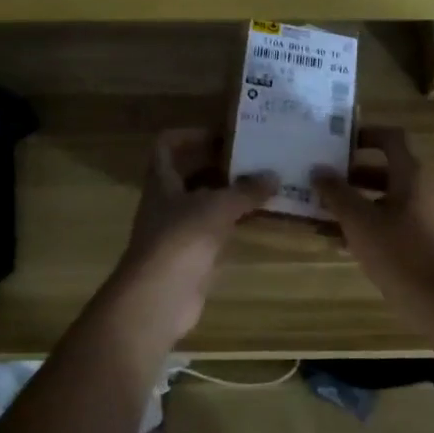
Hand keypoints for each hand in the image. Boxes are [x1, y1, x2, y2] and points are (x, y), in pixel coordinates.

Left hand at [107, 128, 273, 346]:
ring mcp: (177, 230)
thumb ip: (246, 190)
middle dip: (220, 163)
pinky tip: (258, 218)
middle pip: (191, 172)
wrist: (159, 298)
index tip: (225, 135)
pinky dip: (233, 222)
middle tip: (255, 157)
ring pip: (205, 202)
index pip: (168, 145)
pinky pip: (215, 230)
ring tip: (264, 184)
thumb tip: (274, 175)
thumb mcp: (218, 207)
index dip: (192, 134)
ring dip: (230, 194)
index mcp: (162, 180)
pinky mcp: (191, 256)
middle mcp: (166, 201)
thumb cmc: (182, 239)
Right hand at [312, 126, 433, 301]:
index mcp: (410, 174)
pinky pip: (385, 223)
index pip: (391, 138)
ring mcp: (419, 216)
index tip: (336, 141)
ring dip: (351, 202)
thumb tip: (318, 170)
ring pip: (380, 199)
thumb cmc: (398, 251)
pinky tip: (332, 240)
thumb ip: (336, 192)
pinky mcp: (416, 241)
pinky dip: (362, 225)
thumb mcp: (359, 220)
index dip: (365, 133)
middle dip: (349, 174)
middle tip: (318, 177)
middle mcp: (418, 189)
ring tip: (317, 210)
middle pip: (382, 169)